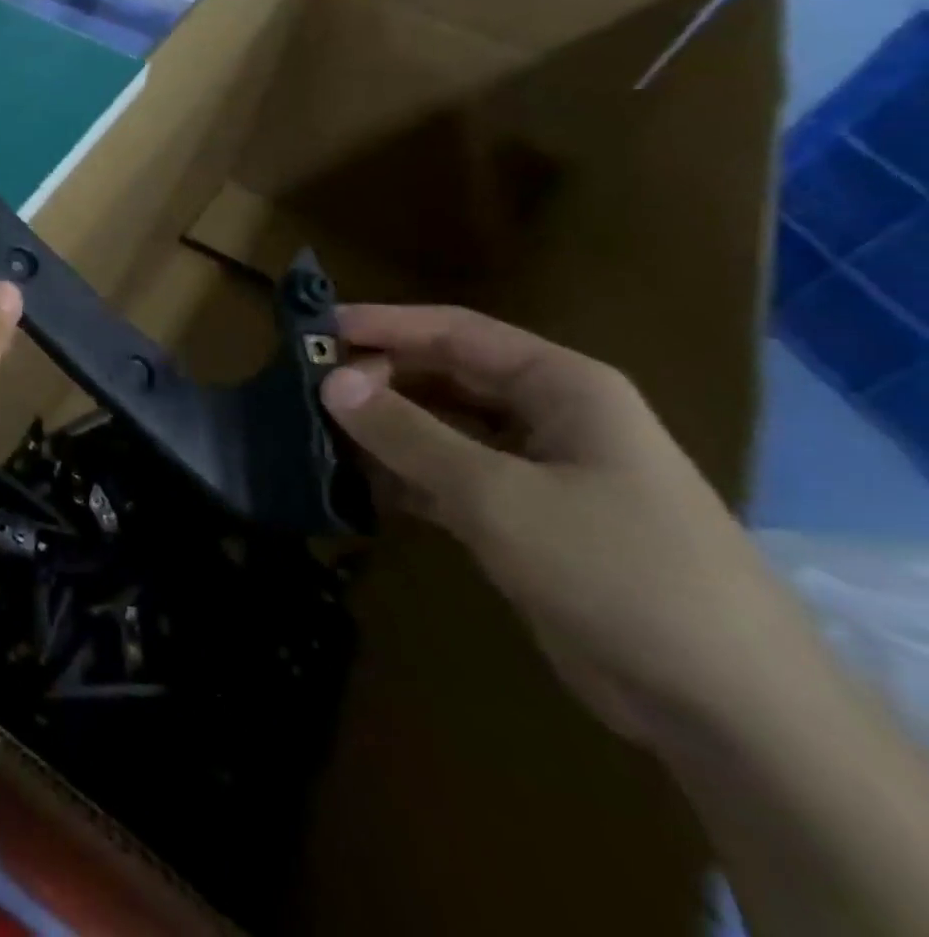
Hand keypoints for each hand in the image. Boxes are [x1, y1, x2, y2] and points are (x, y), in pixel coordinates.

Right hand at [321, 305, 808, 749]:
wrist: (727, 709)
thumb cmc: (616, 570)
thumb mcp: (498, 495)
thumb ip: (408, 434)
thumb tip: (330, 380)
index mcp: (561, 385)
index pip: (455, 332)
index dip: (384, 325)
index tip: (317, 331)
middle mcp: (550, 416)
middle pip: (446, 376)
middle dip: (380, 378)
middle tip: (308, 388)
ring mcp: (539, 471)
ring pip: (445, 429)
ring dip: (387, 429)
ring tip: (319, 430)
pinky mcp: (525, 520)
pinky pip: (450, 478)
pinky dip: (405, 476)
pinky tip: (356, 483)